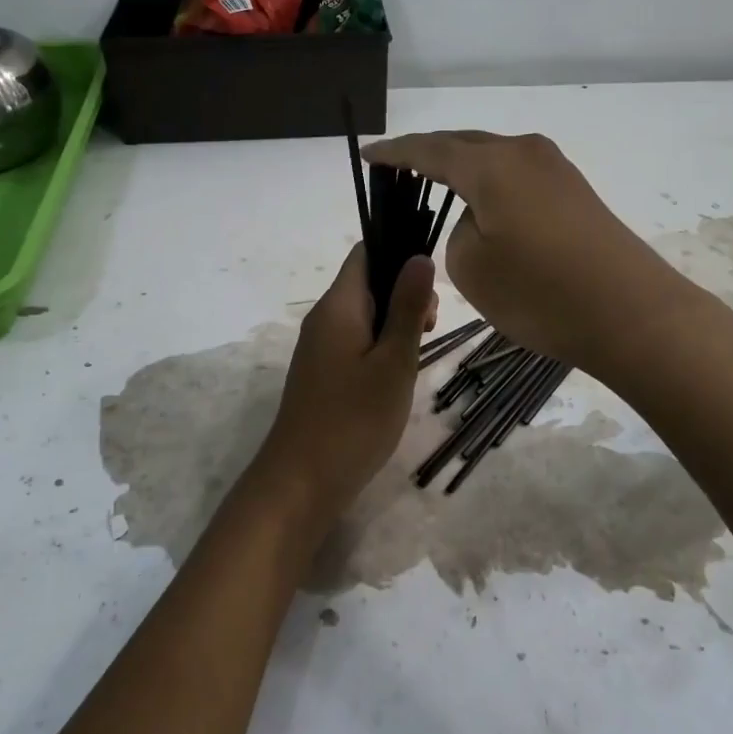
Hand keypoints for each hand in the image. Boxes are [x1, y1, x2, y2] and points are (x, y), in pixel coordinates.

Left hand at [259, 244, 436, 509]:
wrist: (302, 481)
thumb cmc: (354, 419)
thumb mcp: (393, 362)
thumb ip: (407, 308)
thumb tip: (419, 257)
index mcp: (338, 305)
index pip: (366, 252)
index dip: (400, 255)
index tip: (430, 288)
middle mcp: (324, 317)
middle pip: (367, 281)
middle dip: (404, 292)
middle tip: (430, 328)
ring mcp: (320, 347)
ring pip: (364, 314)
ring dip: (395, 322)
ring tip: (418, 352)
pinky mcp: (322, 372)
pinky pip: (355, 340)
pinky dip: (381, 345)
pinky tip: (397, 372)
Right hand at [362, 130, 692, 374]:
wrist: (631, 313)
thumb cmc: (541, 293)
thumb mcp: (471, 267)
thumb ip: (458, 231)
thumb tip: (479, 217)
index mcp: (490, 164)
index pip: (428, 150)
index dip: (394, 153)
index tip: (368, 156)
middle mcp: (524, 152)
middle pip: (463, 145)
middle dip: (428, 156)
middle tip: (398, 172)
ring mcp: (555, 169)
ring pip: (493, 159)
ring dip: (463, 172)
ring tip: (436, 188)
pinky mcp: (574, 192)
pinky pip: (517, 177)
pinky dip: (491, 187)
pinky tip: (483, 207)